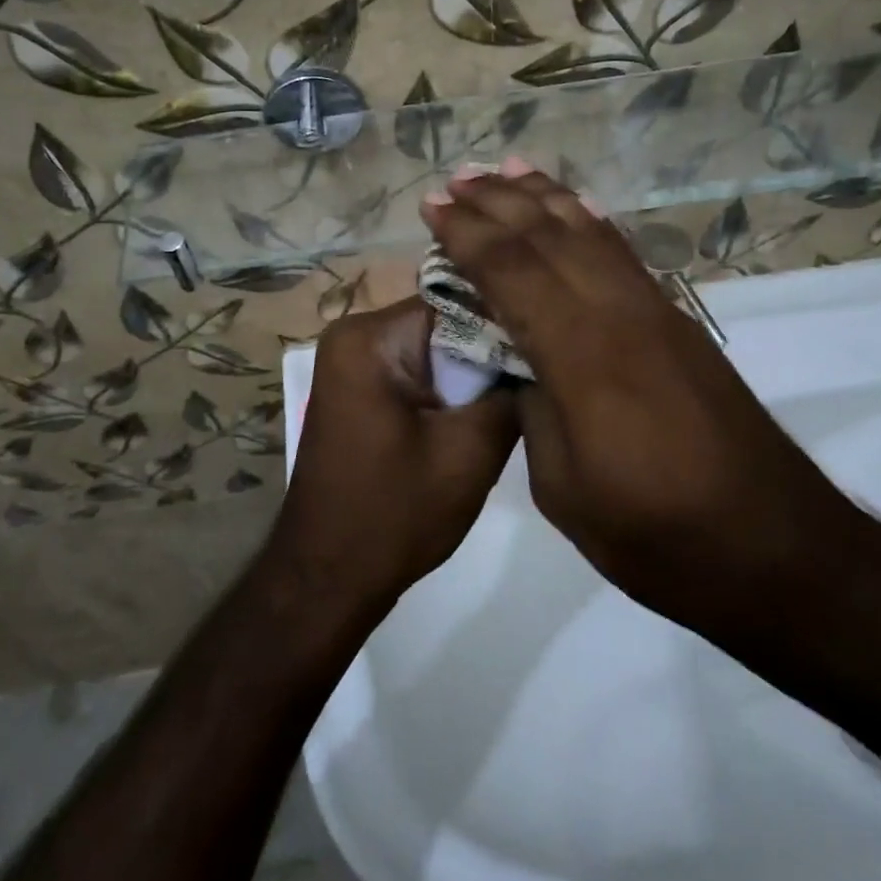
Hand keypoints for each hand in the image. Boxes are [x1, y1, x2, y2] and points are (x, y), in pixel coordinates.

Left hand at [270, 297, 519, 613]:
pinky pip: (417, 368)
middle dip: (489, 350)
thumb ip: (510, 391)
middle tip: (540, 374)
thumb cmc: (395, 515)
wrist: (329, 577)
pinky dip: (448, 388)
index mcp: (370, 337)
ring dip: (471, 372)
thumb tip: (542, 353)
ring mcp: (353, 361)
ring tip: (517, 394)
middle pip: (445, 322)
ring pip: (435, 347)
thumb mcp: (470, 452)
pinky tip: (478, 413)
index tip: (550, 346)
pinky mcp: (360, 388)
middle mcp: (354, 334)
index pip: (458, 302)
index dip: (506, 324)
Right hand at [419, 161, 869, 635]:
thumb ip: (534, 411)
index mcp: (582, 358)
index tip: (432, 207)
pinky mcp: (680, 323)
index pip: (512, 273)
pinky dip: (593, 222)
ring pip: (591, 234)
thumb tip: (519, 363)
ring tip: (508, 169)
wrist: (775, 548)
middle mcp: (620, 316)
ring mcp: (657, 313)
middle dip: (498, 203)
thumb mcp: (564, 490)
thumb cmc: (658, 535)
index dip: (467, 235)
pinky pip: (625, 255)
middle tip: (456, 178)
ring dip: (545, 198)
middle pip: (550, 238)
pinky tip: (578, 206)